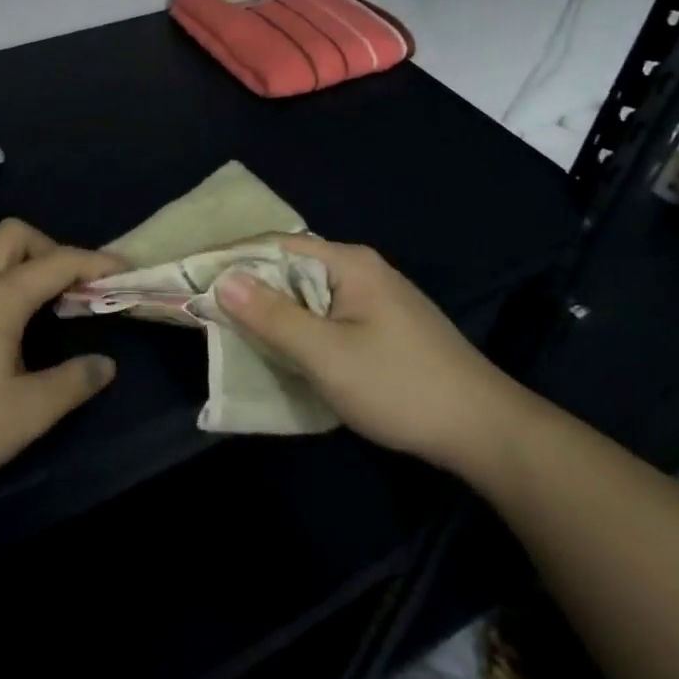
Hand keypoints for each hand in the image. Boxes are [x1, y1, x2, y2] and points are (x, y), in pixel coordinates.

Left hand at [0, 219, 124, 495]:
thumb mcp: (27, 414)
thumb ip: (72, 383)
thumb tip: (106, 364)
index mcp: (0, 297)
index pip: (58, 262)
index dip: (95, 262)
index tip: (123, 269)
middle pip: (16, 234)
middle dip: (50, 248)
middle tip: (67, 287)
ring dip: (12, 250)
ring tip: (27, 287)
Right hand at [215, 235, 521, 470]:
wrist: (486, 431)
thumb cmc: (400, 386)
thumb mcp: (327, 355)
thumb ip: (273, 317)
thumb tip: (222, 280)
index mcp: (348, 262)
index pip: (274, 246)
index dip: (231, 260)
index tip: (192, 279)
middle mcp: (360, 269)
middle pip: (290, 268)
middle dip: (249, 288)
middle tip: (207, 310)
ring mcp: (375, 298)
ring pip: (308, 294)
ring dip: (273, 311)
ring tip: (234, 331)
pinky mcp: (383, 326)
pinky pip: (327, 314)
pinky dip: (299, 327)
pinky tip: (284, 349)